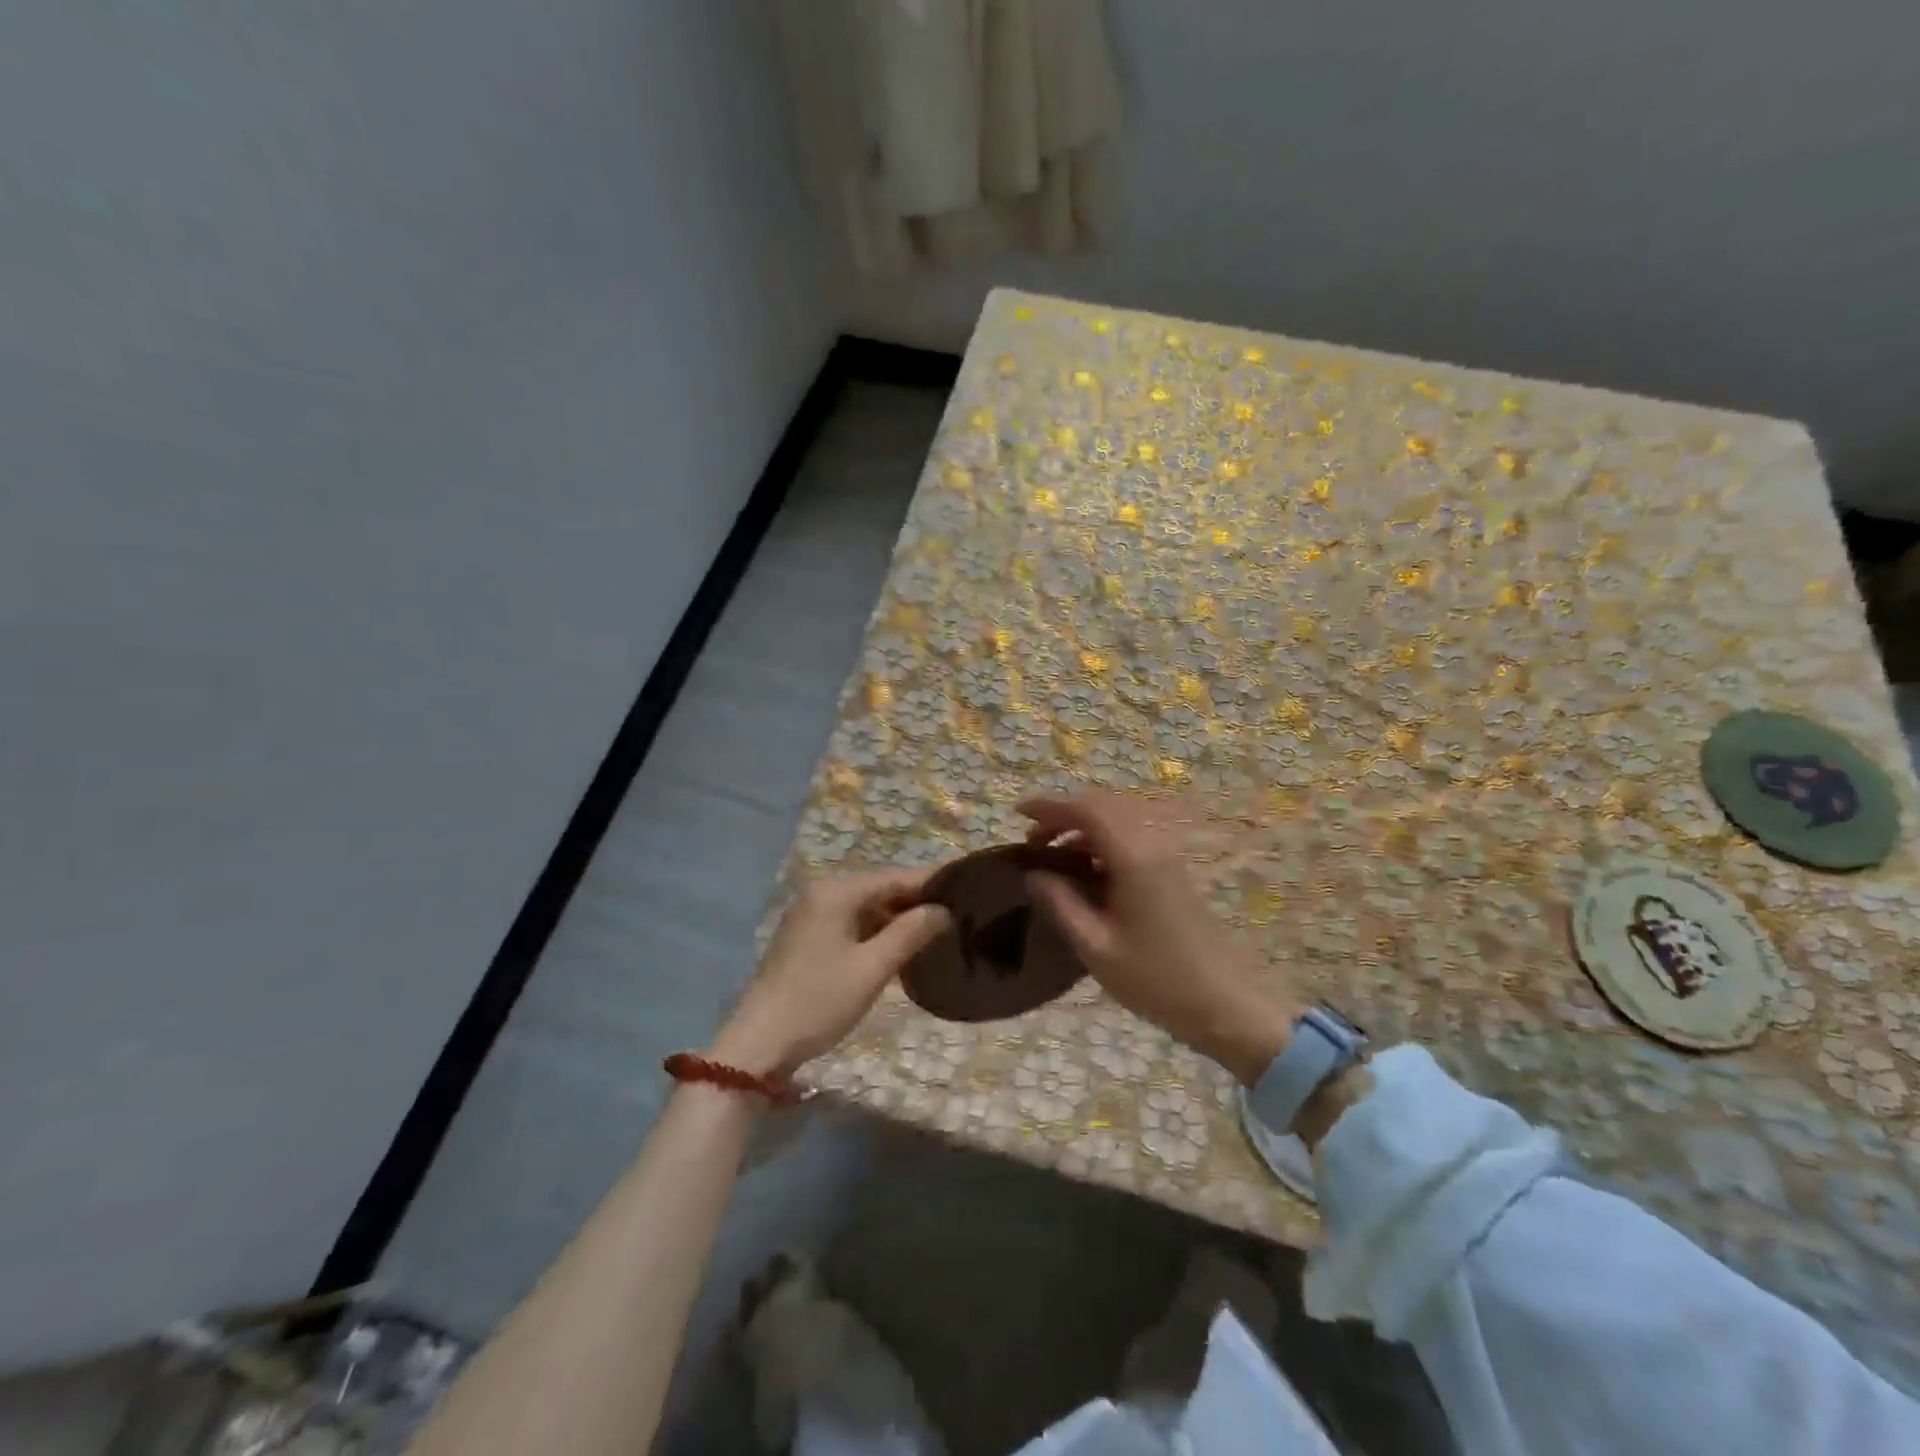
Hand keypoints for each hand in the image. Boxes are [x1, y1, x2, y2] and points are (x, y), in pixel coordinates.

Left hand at [710, 868, 950, 1076]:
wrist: (759, 1043)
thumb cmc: (819, 1001)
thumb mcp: (872, 968)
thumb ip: (910, 933)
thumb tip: (942, 910)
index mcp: (837, 892)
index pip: (895, 877)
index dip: (932, 881)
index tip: (968, 883)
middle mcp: (823, 894)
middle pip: (881, 890)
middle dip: (918, 901)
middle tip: (960, 910)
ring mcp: (813, 917)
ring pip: (868, 909)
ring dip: (900, 919)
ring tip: (941, 929)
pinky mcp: (809, 939)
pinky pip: (854, 925)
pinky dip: (879, 933)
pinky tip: (904, 947)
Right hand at [1019, 792, 1297, 1085]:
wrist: (1224, 1003)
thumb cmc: (1155, 979)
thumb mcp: (1095, 946)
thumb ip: (1060, 903)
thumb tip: (1033, 873)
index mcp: (1134, 857)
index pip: (1086, 810)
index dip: (1049, 807)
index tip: (1018, 813)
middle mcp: (1153, 844)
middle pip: (1103, 807)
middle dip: (1064, 815)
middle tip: (1032, 840)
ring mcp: (1167, 856)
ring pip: (1118, 820)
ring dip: (1083, 827)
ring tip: (1052, 856)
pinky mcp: (1173, 871)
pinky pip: (1132, 838)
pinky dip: (1102, 841)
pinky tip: (1085, 871)